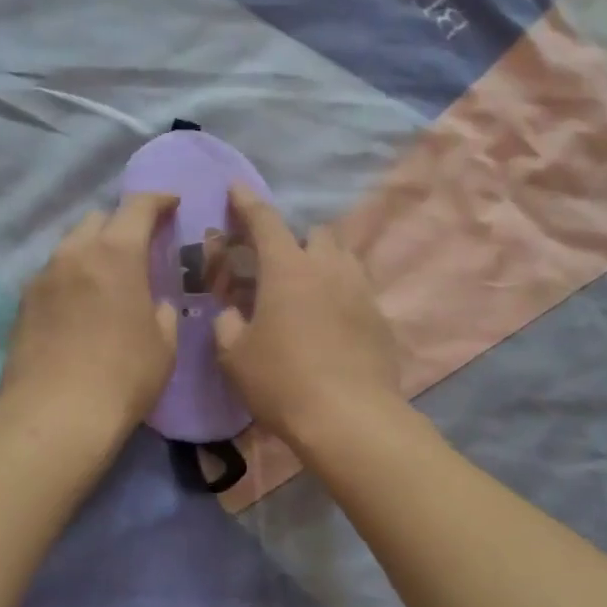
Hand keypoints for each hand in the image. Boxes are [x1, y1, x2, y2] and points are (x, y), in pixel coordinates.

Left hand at [0, 193, 178, 442]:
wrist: (54, 416)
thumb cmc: (123, 377)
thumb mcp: (164, 346)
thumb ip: (163, 312)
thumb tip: (154, 304)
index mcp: (116, 254)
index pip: (138, 207)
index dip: (158, 200)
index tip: (172, 204)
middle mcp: (75, 254)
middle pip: (98, 219)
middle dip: (121, 225)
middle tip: (139, 248)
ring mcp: (42, 277)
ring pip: (71, 246)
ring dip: (93, 251)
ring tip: (108, 280)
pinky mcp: (23, 304)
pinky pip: (53, 275)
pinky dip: (72, 278)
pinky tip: (81, 307)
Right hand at [212, 183, 400, 447]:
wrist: (349, 418)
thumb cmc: (282, 382)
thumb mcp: (234, 356)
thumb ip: (226, 324)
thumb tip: (231, 313)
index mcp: (288, 268)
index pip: (265, 220)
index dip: (247, 202)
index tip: (236, 188)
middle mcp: (328, 268)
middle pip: (316, 233)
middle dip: (296, 239)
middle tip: (278, 266)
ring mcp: (361, 291)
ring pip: (344, 258)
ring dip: (324, 262)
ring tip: (308, 290)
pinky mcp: (381, 318)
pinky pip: (359, 290)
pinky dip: (342, 294)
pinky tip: (331, 322)